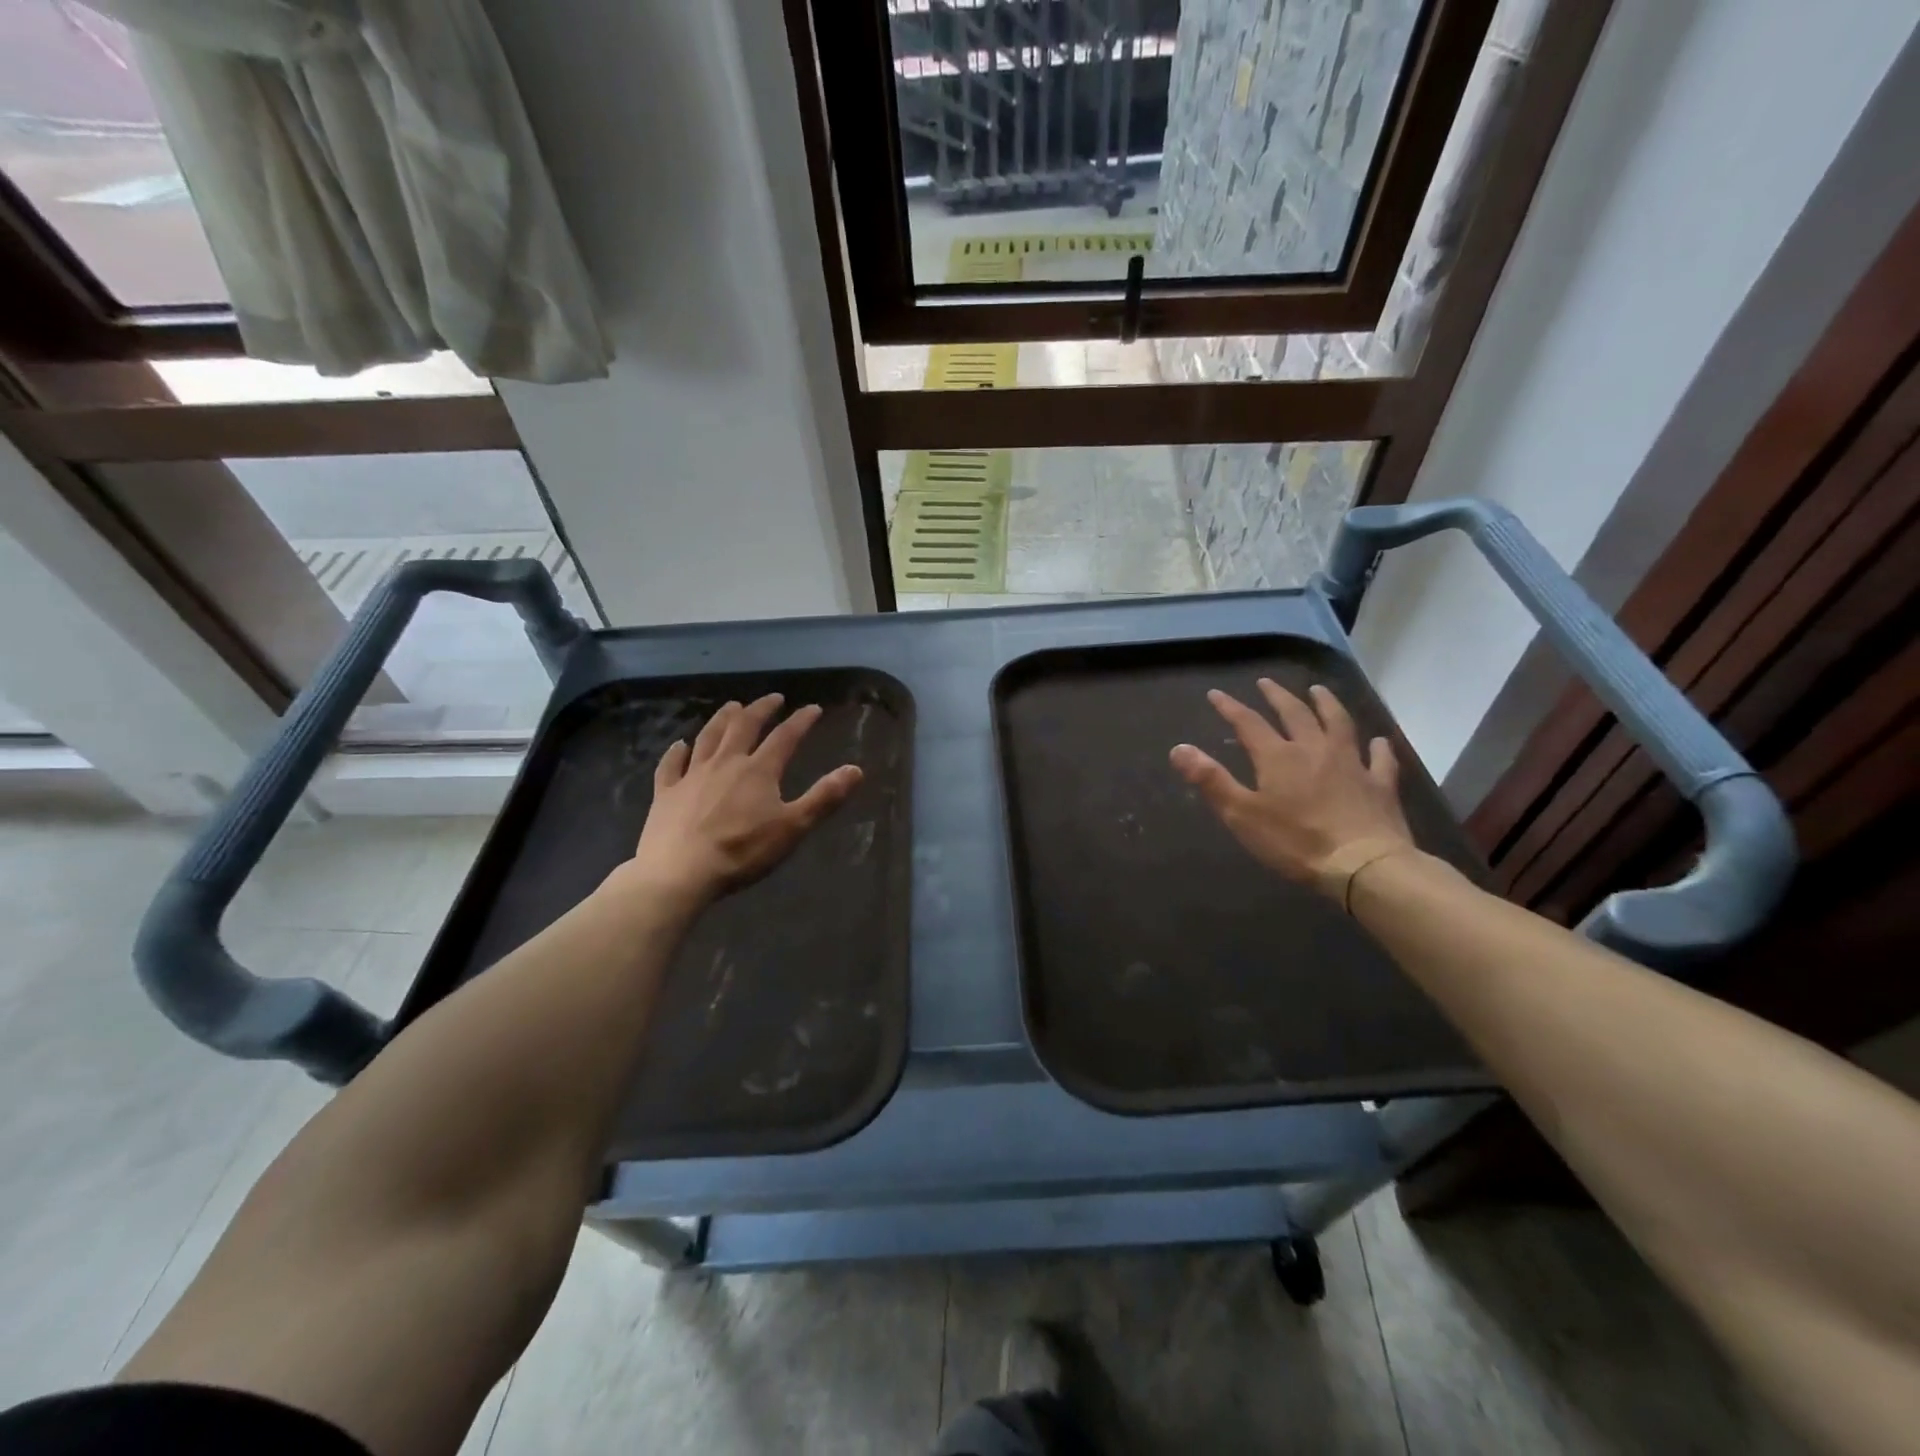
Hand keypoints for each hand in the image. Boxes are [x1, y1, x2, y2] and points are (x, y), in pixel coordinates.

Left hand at [622, 694, 862, 909]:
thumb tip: (856, 769)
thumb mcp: (793, 827)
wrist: (679, 873)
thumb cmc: (742, 852)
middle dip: (760, 709)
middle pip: (743, 726)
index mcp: (758, 771)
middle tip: (773, 698)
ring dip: (722, 718)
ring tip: (732, 706)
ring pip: (708, 737)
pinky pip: (671, 765)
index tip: (813, 709)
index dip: (801, 721)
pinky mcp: (666, 793)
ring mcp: (691, 776)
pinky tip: (680, 745)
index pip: (785, 737)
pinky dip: (677, 752)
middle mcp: (725, 763)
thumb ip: (824, 797)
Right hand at [1169, 680, 1413, 894]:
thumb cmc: (1295, 842)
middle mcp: (1315, 749)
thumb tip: (1179, 748)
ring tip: (1318, 691)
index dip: (1230, 708)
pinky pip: (1381, 759)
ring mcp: (1352, 764)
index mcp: (1278, 757)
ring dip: (1327, 704)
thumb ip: (1211, 779)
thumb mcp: (1241, 814)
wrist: (1362, 865)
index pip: (1249, 723)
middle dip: (1277, 697)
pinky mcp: (1380, 784)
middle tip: (1266, 683)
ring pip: (1339, 724)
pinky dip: (1378, 747)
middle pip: (1295, 714)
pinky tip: (1378, 741)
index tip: (1216, 695)